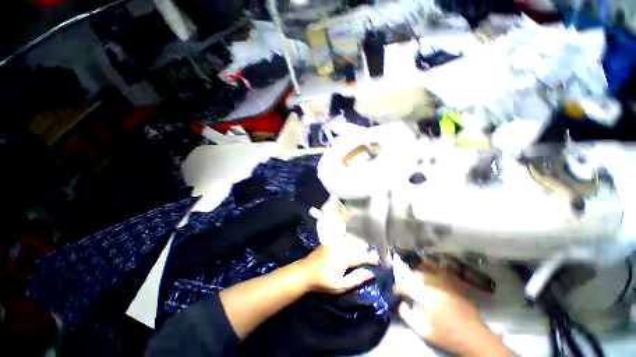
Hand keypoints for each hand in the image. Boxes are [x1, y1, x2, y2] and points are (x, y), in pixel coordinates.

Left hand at [300, 244, 379, 293]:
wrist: (305, 272)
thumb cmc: (323, 281)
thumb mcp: (341, 285)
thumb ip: (357, 279)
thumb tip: (371, 273)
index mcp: (345, 257)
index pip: (363, 256)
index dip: (372, 258)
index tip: (379, 261)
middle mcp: (341, 246)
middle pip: (358, 247)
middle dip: (365, 252)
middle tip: (371, 259)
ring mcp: (335, 242)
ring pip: (351, 243)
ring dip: (358, 247)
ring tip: (362, 254)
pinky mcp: (330, 241)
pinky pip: (343, 241)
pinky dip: (349, 244)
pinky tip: (350, 249)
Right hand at [395, 264, 512, 356]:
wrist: (475, 338)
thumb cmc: (448, 337)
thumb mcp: (425, 333)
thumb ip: (409, 317)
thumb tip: (401, 303)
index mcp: (428, 298)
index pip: (408, 286)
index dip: (400, 287)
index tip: (395, 290)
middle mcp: (437, 287)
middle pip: (417, 275)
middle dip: (407, 277)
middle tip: (403, 281)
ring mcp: (448, 284)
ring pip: (429, 269)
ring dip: (419, 267)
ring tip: (412, 268)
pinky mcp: (455, 284)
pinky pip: (442, 270)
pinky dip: (433, 266)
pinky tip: (428, 264)